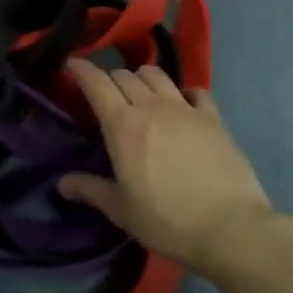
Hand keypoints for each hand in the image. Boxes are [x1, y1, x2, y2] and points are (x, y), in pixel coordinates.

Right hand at [58, 58, 274, 273]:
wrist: (230, 227)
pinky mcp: (214, 118)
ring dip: (142, 78)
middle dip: (110, 79)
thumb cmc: (166, 220)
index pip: (96, 83)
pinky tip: (183, 104)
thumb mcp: (121, 210)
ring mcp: (186, 109)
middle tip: (105, 94)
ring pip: (157, 75)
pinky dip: (183, 91)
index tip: (72, 65)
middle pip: (125, 75)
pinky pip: (195, 90)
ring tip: (140, 93)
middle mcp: (152, 107)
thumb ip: (91, 190)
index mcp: (122, 125)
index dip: (81, 70)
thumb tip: (62, 183)